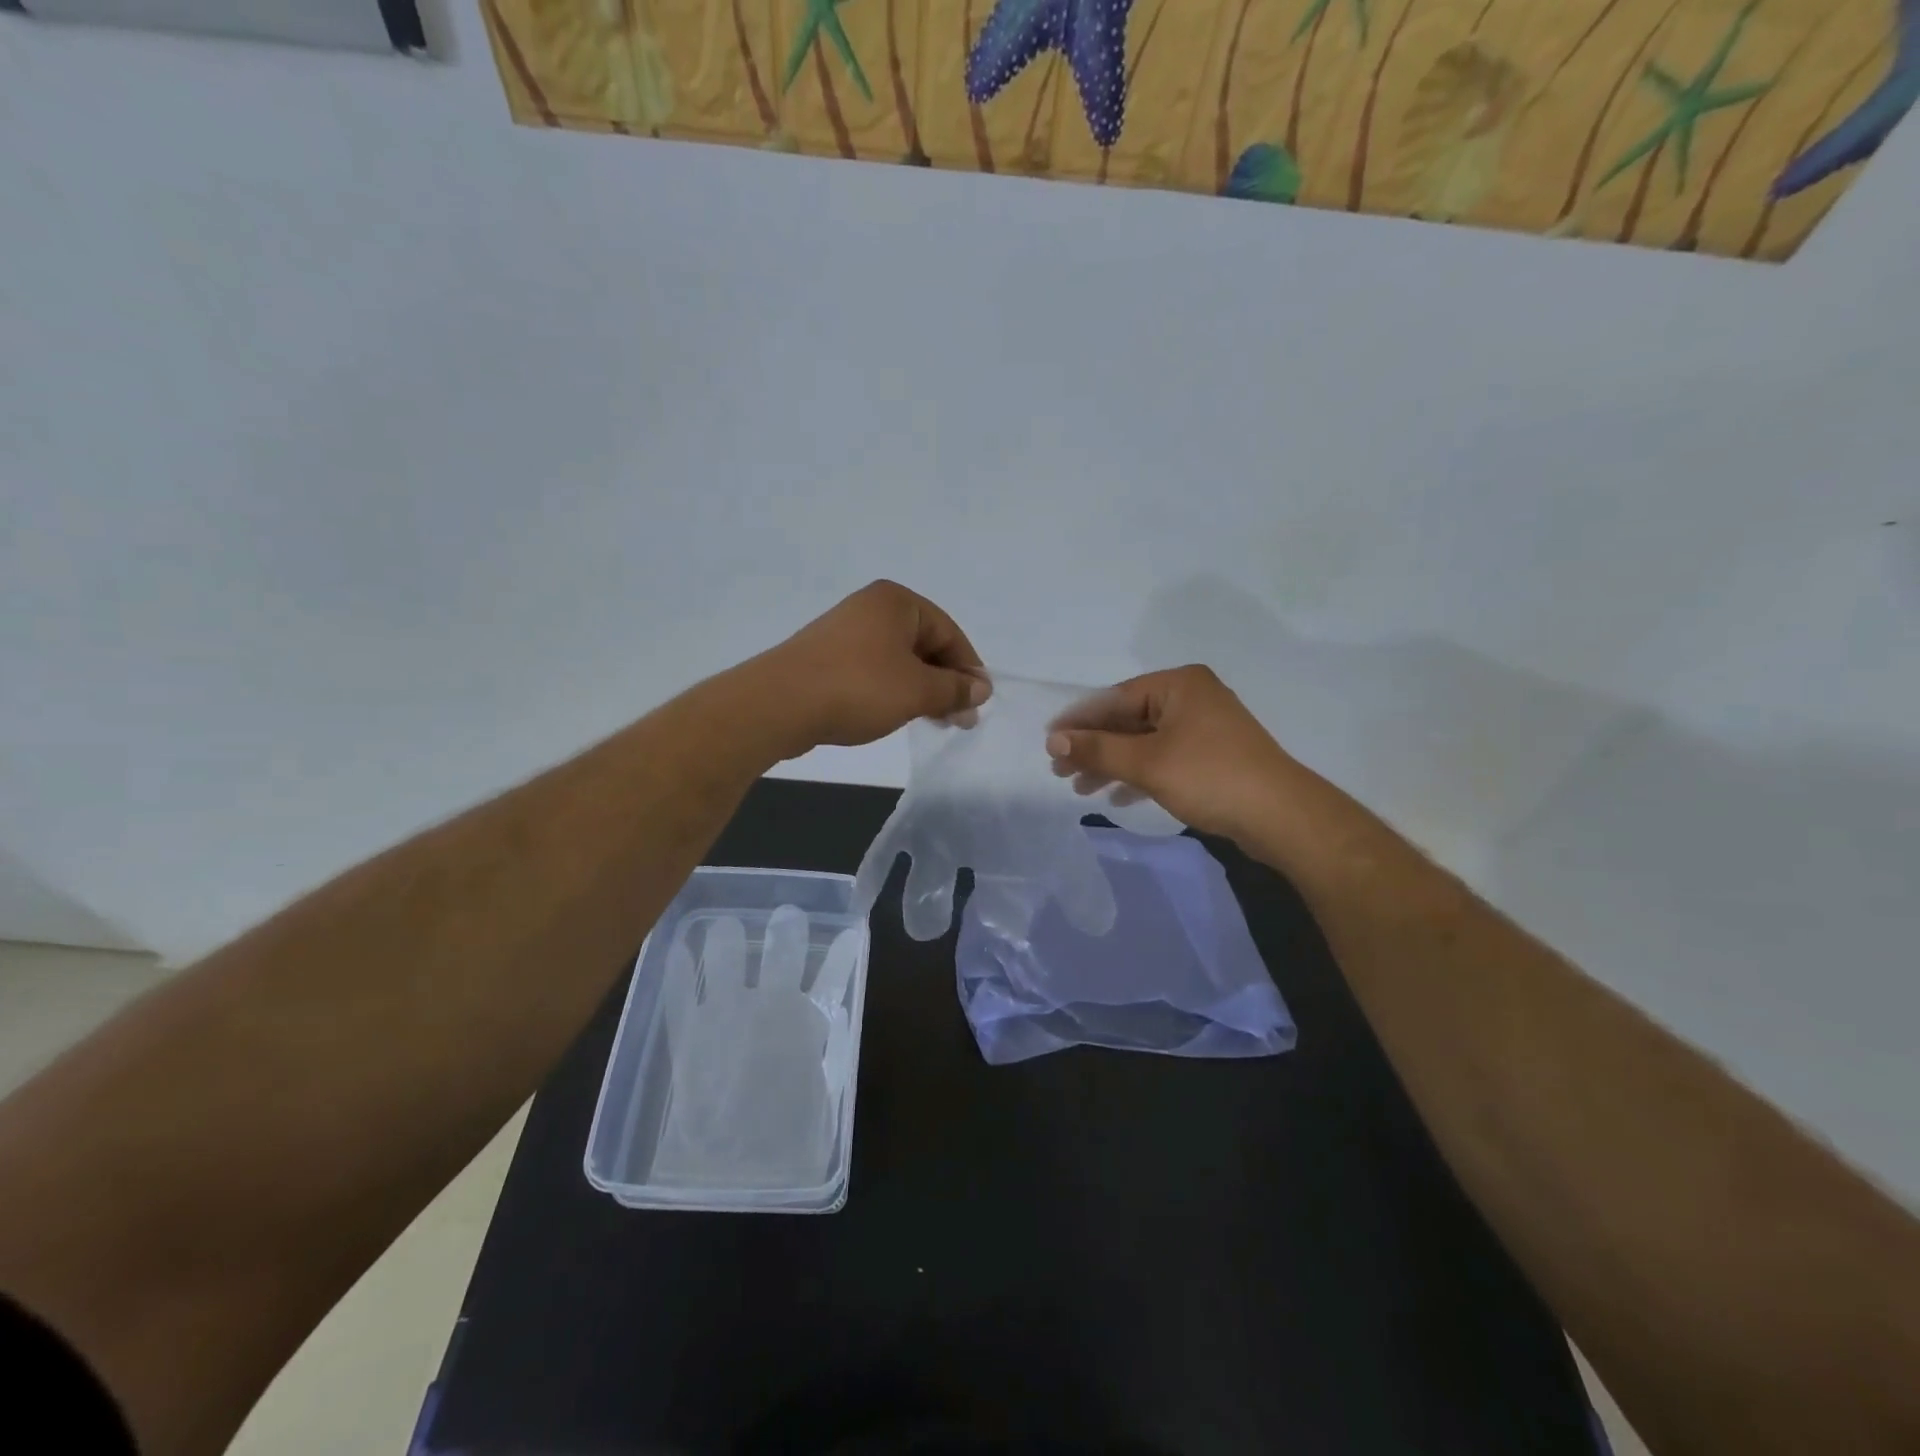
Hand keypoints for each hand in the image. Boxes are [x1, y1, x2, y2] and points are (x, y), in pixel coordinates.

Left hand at [755, 581, 988, 754]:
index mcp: (896, 602)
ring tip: (932, 720)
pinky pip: (873, 670)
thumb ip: (954, 689)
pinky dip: (892, 690)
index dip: (968, 669)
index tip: (978, 704)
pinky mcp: (826, 658)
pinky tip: (896, 714)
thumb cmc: (858, 687)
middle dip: (945, 681)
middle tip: (960, 719)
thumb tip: (981, 688)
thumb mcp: (917, 690)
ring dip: (921, 689)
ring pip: (898, 660)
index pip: (948, 632)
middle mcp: (871, 608)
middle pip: (924, 644)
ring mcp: (845, 632)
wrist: (779, 704)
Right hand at [1044, 665, 1305, 843]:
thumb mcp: (1147, 763)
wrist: (1282, 817)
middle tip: (1061, 772)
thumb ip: (1097, 749)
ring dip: (1112, 764)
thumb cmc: (1210, 777)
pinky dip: (1138, 774)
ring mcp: (1204, 728)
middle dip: (1094, 747)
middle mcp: (1191, 698)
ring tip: (1081, 789)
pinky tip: (1117, 796)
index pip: (1114, 697)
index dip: (1078, 721)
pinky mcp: (1212, 756)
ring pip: (1144, 742)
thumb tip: (1052, 740)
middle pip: (1128, 719)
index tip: (1048, 743)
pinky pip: (1163, 758)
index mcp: (1179, 684)